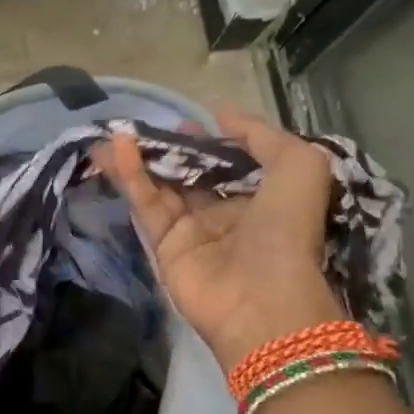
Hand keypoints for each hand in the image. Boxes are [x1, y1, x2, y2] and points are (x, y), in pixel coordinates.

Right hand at [97, 106, 343, 370]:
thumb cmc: (286, 229)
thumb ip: (261, 134)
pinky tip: (117, 150)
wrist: (262, 300)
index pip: (228, 162)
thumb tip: (221, 114)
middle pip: (189, 173)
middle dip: (168, 149)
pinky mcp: (164, 246)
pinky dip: (131, 176)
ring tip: (114, 133)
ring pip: (161, 186)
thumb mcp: (299, 166)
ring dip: (139, 159)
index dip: (208, 142)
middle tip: (142, 126)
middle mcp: (226, 212)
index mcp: (261, 196)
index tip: (187, 124)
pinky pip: (147, 204)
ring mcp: (193, 230)